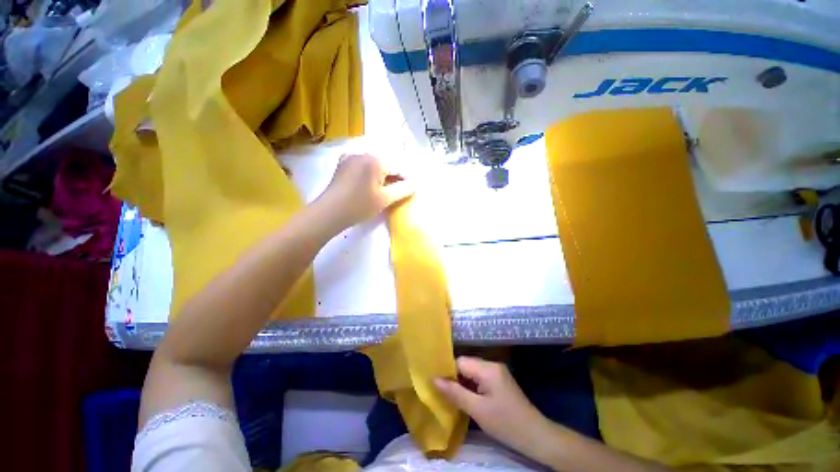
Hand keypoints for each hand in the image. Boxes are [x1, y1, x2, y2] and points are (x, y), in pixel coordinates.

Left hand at [317, 154, 413, 229]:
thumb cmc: (359, 206)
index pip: (398, 166)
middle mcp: (363, 153)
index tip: (411, 189)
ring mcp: (351, 157)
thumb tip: (416, 184)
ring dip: (383, 174)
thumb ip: (403, 189)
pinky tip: (370, 183)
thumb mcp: (385, 199)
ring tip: (385, 189)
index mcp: (375, 160)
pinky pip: (362, 165)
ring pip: (374, 164)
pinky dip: (370, 172)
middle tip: (398, 191)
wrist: (329, 213)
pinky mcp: (343, 164)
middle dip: (394, 176)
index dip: (406, 178)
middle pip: (386, 163)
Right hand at [435, 357, 549, 453]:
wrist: (535, 436)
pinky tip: (465, 397)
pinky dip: (471, 386)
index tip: (435, 382)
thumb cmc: (505, 423)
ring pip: (472, 372)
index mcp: (487, 368)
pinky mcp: (500, 381)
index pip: (460, 362)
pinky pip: (480, 378)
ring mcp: (497, 373)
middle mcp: (492, 365)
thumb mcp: (477, 410)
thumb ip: (455, 393)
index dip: (447, 371)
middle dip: (454, 377)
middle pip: (466, 365)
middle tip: (440, 390)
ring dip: (462, 383)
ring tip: (449, 395)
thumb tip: (434, 380)